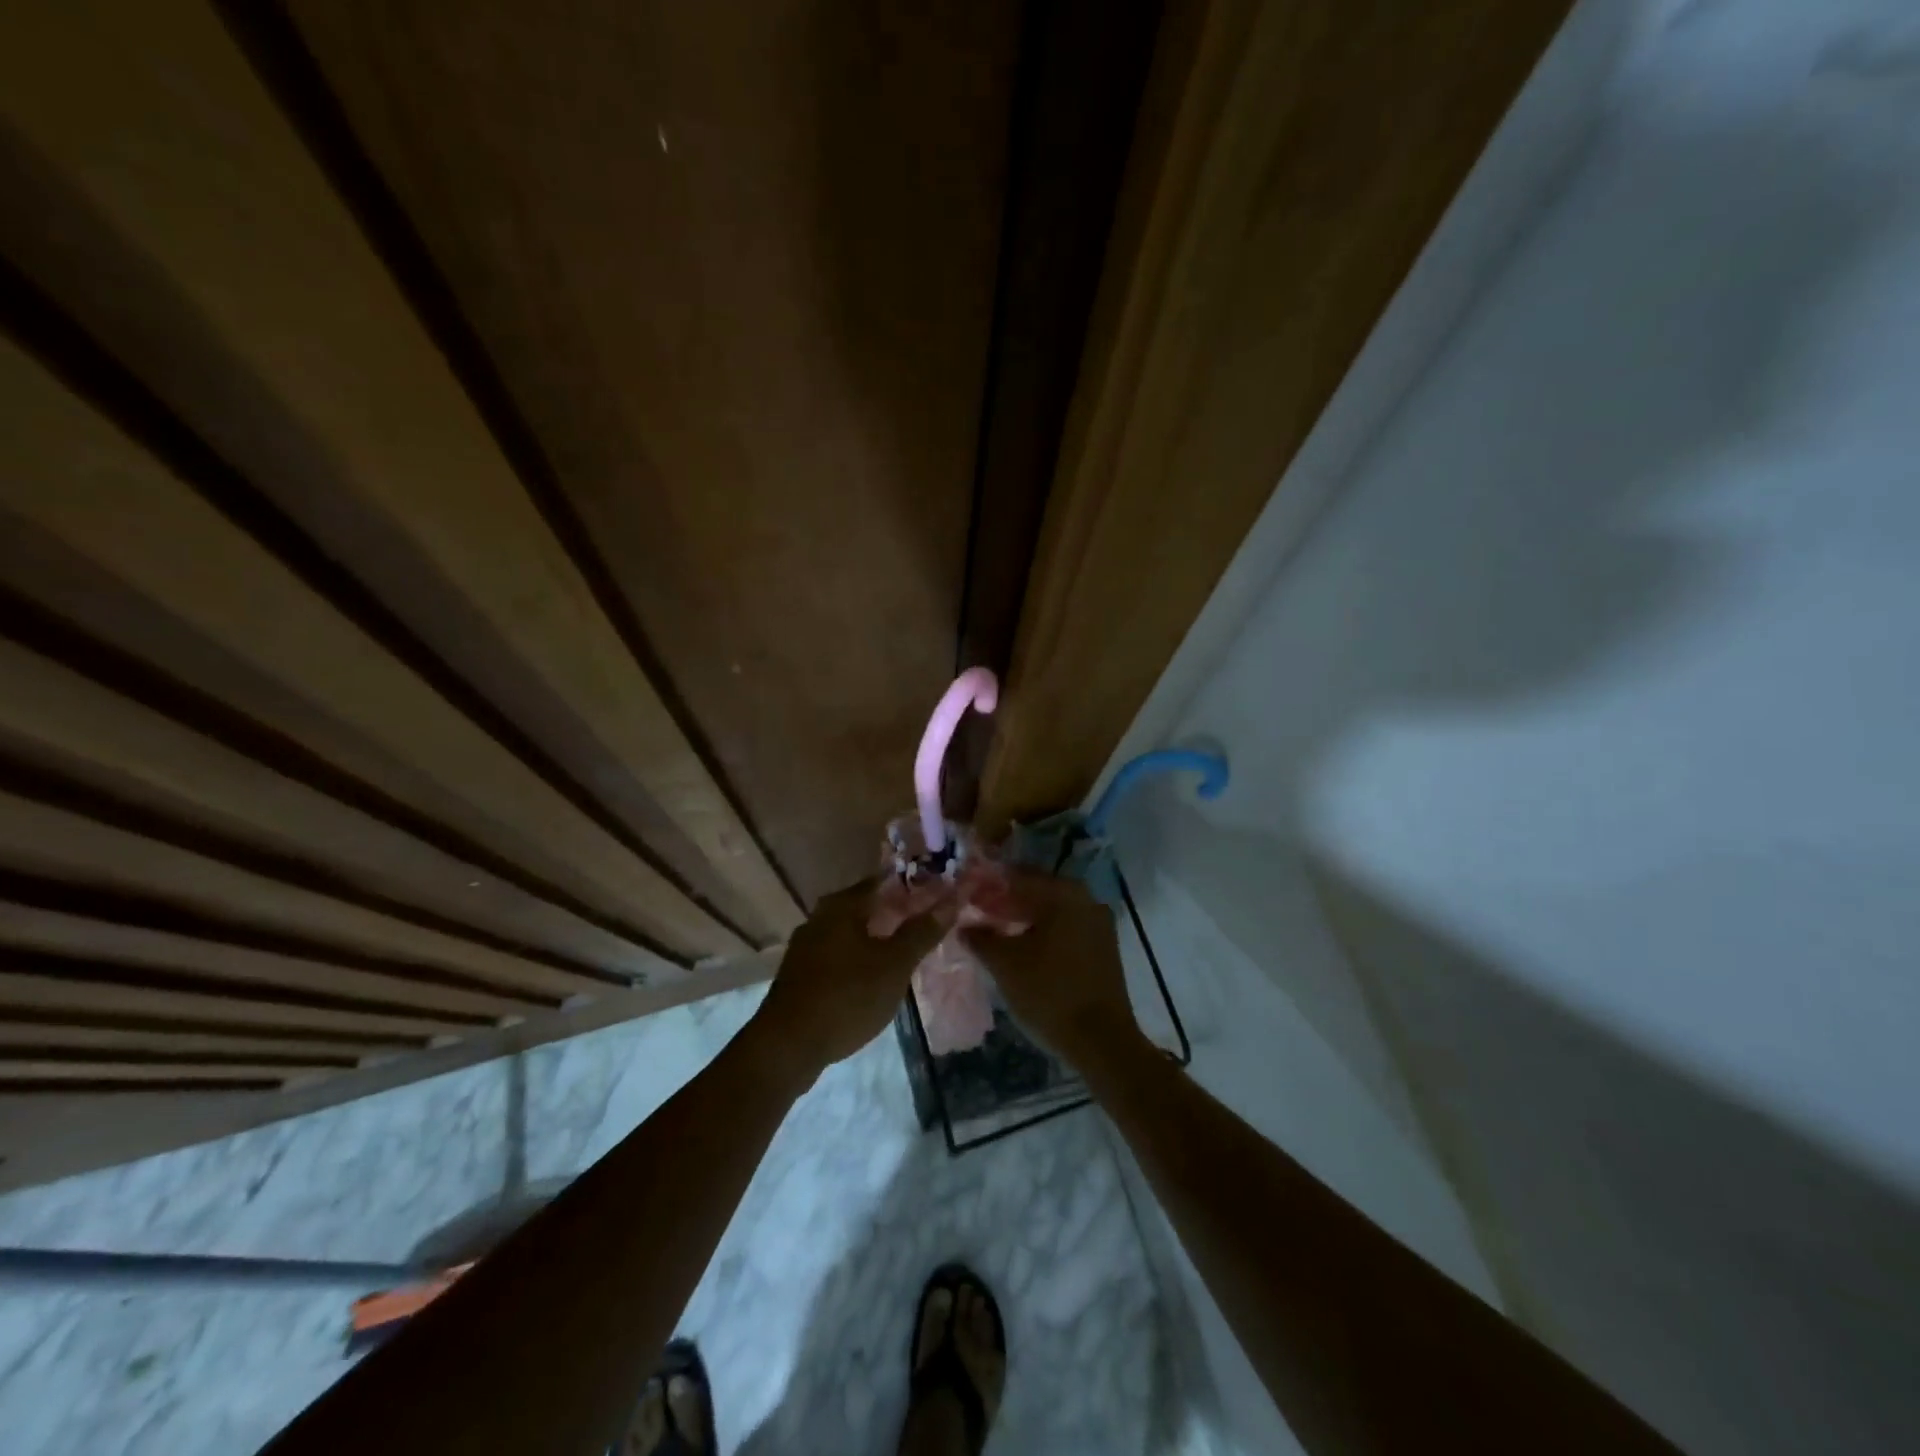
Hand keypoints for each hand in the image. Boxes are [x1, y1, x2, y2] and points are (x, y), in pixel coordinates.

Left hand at [749, 878, 943, 1086]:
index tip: (937, 890)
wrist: (787, 1046)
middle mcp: (820, 917)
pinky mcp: (801, 973)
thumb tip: (953, 898)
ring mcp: (806, 946)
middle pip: (865, 905)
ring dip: (877, 935)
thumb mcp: (894, 965)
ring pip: (851, 930)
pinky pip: (838, 953)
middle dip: (895, 910)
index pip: (883, 881)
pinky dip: (859, 955)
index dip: (912, 884)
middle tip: (926, 919)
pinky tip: (874, 973)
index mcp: (842, 905)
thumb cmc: (847, 996)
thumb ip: (922, 931)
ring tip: (905, 947)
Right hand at [957, 871, 1144, 1070]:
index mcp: (1064, 893)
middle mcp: (1086, 898)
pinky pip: (1066, 927)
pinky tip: (1022, 947)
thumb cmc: (1048, 992)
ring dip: (1024, 918)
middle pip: (1037, 891)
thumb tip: (965, 925)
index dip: (989, 884)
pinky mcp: (1103, 947)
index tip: (967, 893)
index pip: (1018, 876)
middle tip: (977, 913)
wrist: (1101, 1040)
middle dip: (1006, 901)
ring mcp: (1099, 923)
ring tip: (995, 931)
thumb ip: (981, 937)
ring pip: (1052, 911)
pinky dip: (1043, 932)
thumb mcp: (1005, 964)